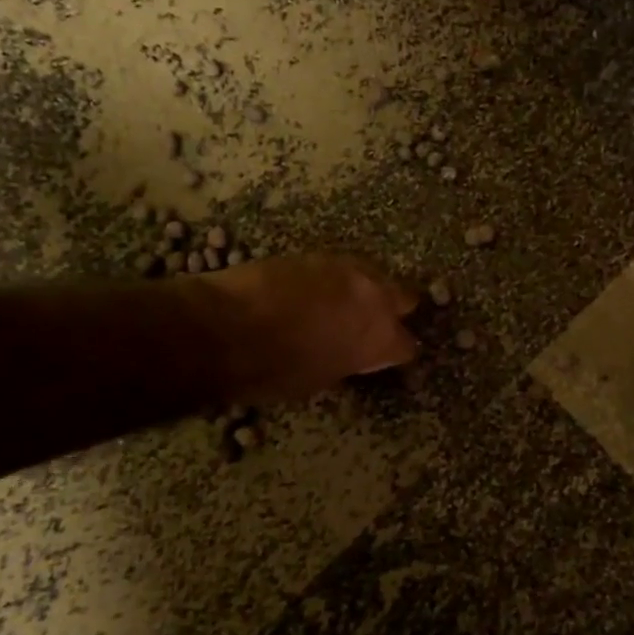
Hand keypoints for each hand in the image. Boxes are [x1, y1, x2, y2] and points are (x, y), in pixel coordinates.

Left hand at [205, 253, 419, 403]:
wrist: (226, 327)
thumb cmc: (272, 370)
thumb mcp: (319, 379)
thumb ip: (347, 361)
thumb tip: (349, 355)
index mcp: (380, 339)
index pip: (407, 346)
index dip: (395, 353)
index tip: (384, 358)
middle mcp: (375, 298)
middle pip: (404, 298)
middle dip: (392, 310)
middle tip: (369, 323)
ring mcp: (348, 270)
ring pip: (373, 275)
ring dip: (364, 290)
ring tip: (341, 304)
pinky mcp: (318, 254)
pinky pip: (340, 267)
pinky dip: (334, 279)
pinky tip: (314, 290)